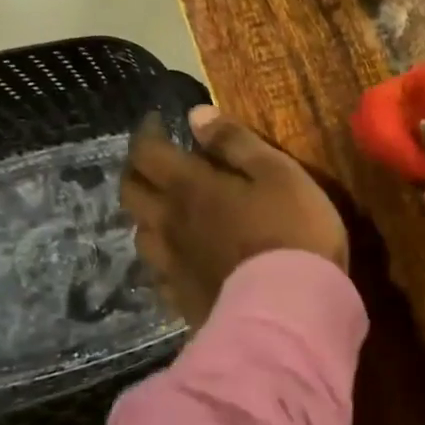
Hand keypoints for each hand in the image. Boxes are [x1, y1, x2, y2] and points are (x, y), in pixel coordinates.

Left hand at [121, 105, 347, 326]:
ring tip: (168, 213)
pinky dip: (164, 260)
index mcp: (190, 187)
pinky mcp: (181, 300)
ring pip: (141, 234)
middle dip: (137, 171)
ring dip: (148, 217)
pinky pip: (159, 275)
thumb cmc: (292, 232)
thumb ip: (237, 143)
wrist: (290, 309)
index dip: (147, 132)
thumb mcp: (279, 174)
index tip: (157, 122)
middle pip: (131, 192)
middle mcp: (169, 224)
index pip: (148, 152)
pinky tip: (181, 262)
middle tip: (156, 164)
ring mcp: (171, 266)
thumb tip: (196, 115)